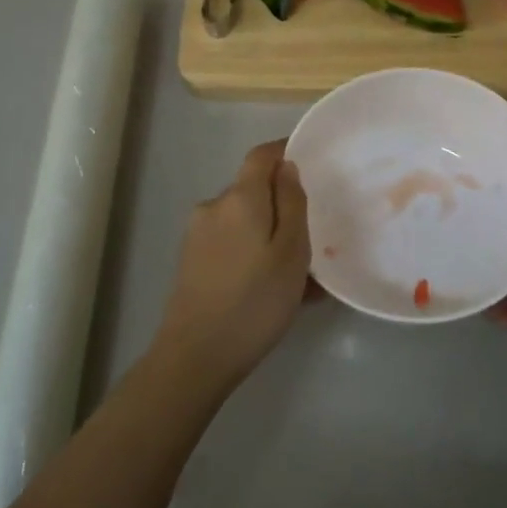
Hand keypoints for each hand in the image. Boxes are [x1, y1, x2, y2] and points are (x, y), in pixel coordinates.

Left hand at [151, 140, 310, 389]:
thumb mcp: (292, 252)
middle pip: (253, 190)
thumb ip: (292, 203)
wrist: (196, 356)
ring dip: (271, 236)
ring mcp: (197, 235)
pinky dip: (254, 255)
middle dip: (283, 205)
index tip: (312, 164)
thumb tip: (287, 167)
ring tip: (300, 276)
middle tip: (314, 238)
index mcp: (239, 198)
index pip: (261, 155)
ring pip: (245, 222)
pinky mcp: (192, 261)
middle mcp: (213, 207)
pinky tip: (273, 289)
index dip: (286, 152)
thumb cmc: (255, 301)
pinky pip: (232, 244)